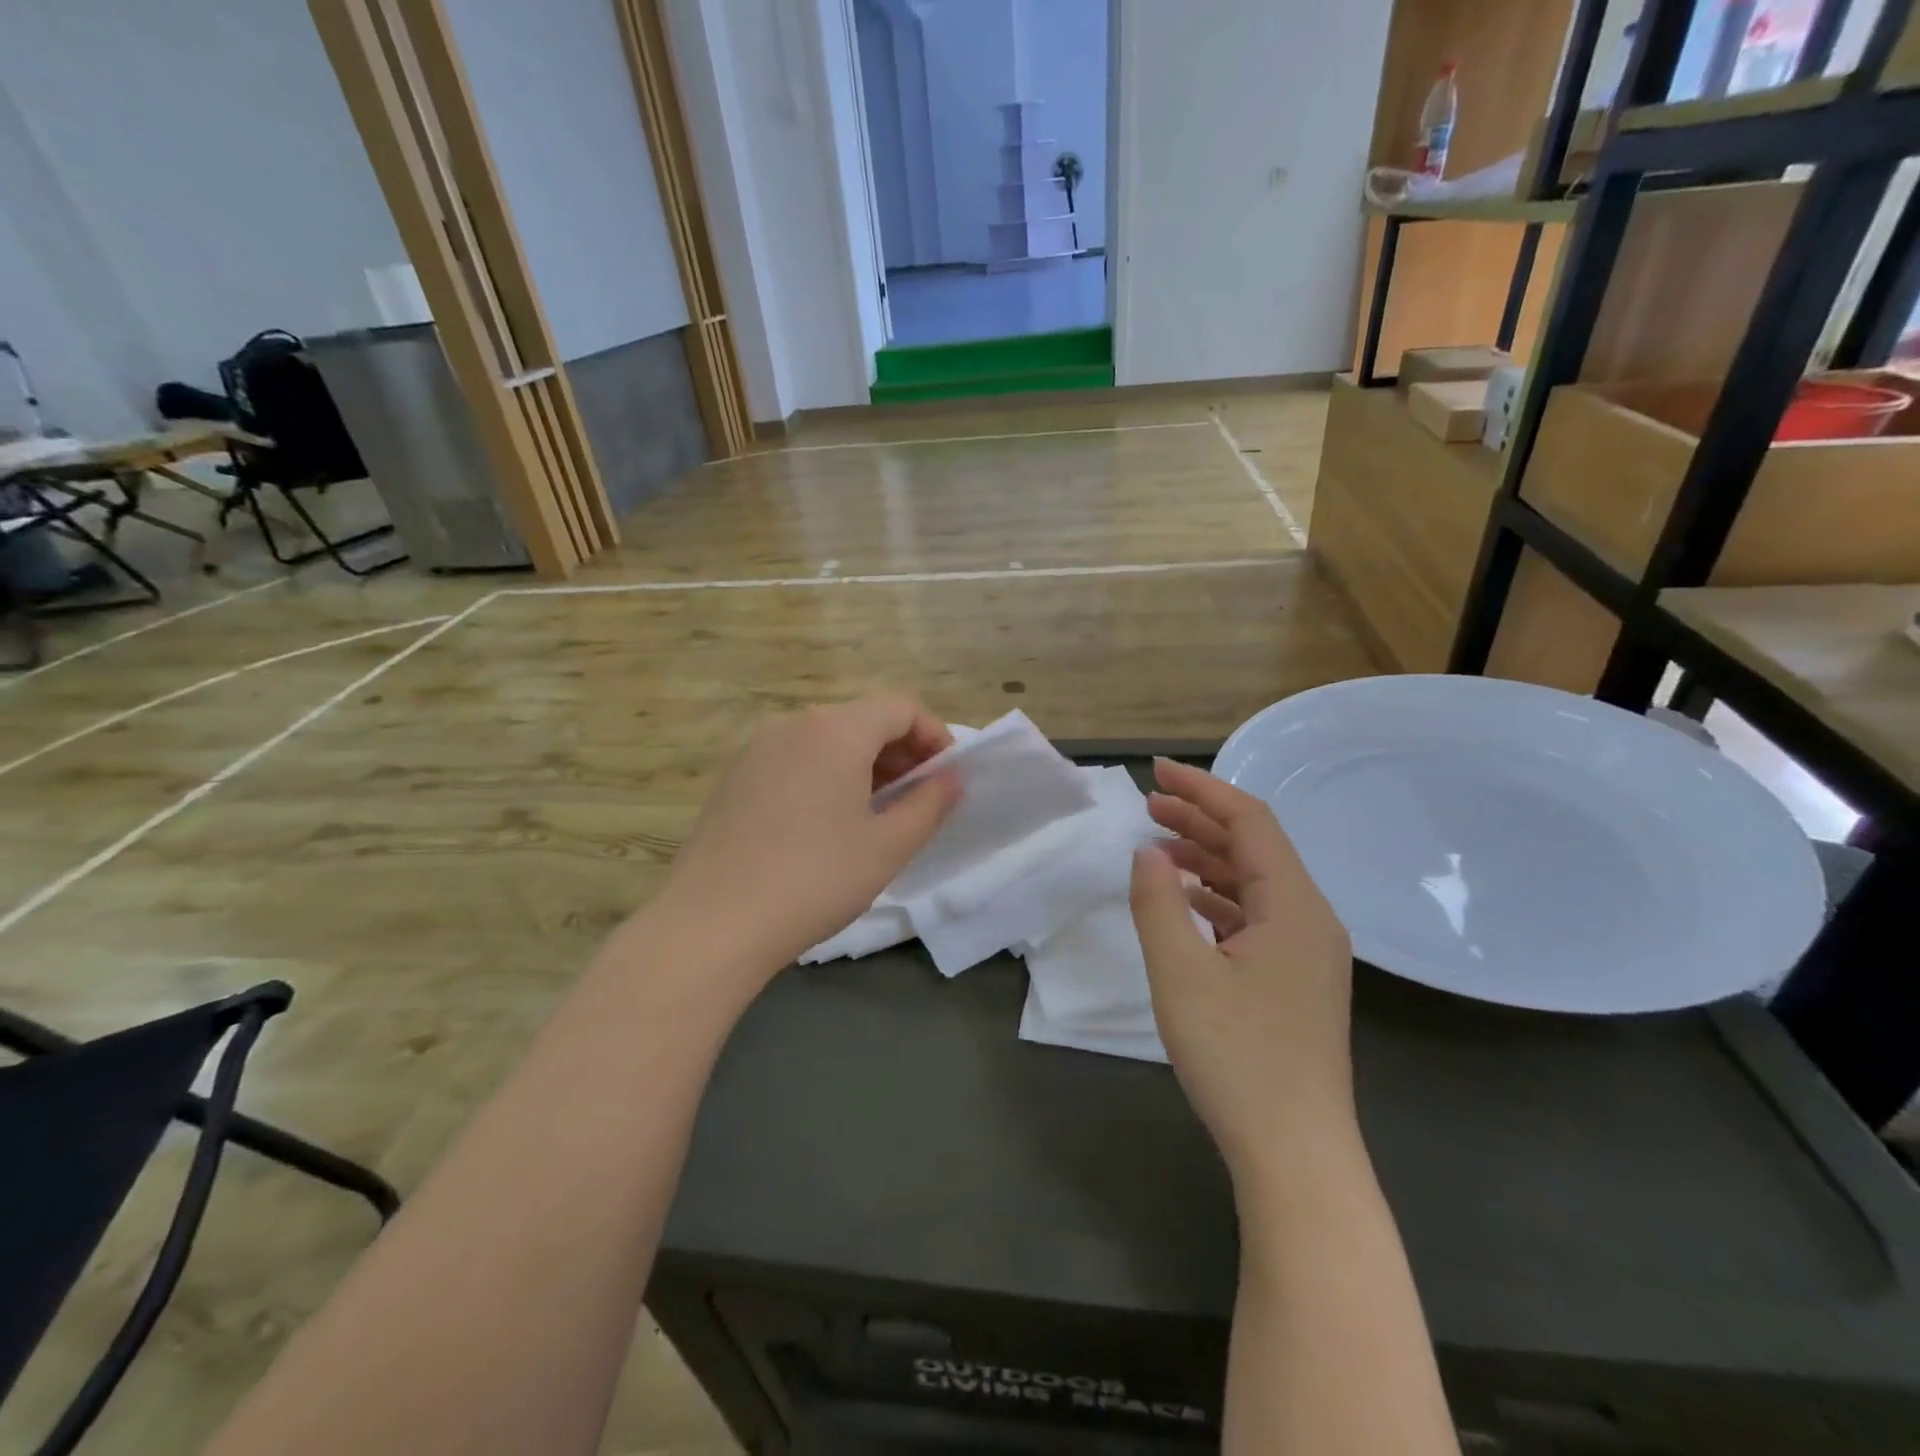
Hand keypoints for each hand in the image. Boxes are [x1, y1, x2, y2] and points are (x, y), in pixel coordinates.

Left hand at [654, 695, 959, 978]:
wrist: (713, 923)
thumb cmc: (814, 879)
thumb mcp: (887, 847)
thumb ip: (929, 804)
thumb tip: (951, 779)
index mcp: (835, 730)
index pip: (900, 708)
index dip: (934, 736)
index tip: (947, 777)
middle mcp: (794, 724)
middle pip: (863, 720)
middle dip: (901, 752)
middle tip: (919, 799)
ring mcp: (757, 749)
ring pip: (827, 740)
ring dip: (865, 765)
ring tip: (878, 813)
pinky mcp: (735, 776)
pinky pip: (796, 759)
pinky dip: (827, 775)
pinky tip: (828, 823)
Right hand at [1129, 758, 1356, 1187]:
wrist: (1296, 1155)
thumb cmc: (1237, 1057)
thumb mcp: (1180, 974)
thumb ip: (1156, 903)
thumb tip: (1147, 853)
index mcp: (1294, 906)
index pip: (1250, 822)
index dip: (1203, 790)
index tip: (1156, 772)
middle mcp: (1311, 919)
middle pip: (1254, 848)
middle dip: (1201, 820)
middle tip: (1148, 804)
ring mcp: (1307, 954)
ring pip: (1254, 883)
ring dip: (1206, 859)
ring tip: (1157, 846)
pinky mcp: (1296, 982)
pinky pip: (1255, 918)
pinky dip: (1216, 898)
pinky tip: (1184, 903)